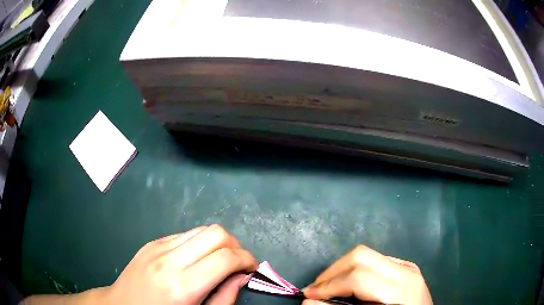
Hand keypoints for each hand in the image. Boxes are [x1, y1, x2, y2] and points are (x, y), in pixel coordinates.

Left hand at [106, 224, 256, 304]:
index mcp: (182, 286)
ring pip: (201, 230)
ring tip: (219, 260)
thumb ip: (225, 297)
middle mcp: (169, 260)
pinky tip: (197, 259)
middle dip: (235, 246)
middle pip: (216, 234)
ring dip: (218, 243)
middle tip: (237, 263)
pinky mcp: (152, 242)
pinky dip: (199, 243)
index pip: (225, 258)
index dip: (247, 259)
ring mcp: (157, 247)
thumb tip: (242, 276)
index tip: (252, 268)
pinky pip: (184, 234)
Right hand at [302, 245, 431, 304]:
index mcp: (399, 290)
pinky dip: (357, 270)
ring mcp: (409, 267)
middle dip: (332, 271)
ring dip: (343, 269)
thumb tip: (309, 300)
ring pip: (368, 254)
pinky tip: (352, 285)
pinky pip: (377, 260)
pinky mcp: (408, 267)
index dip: (328, 285)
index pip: (358, 277)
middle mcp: (406, 272)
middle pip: (361, 256)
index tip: (308, 294)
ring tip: (331, 286)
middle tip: (317, 288)